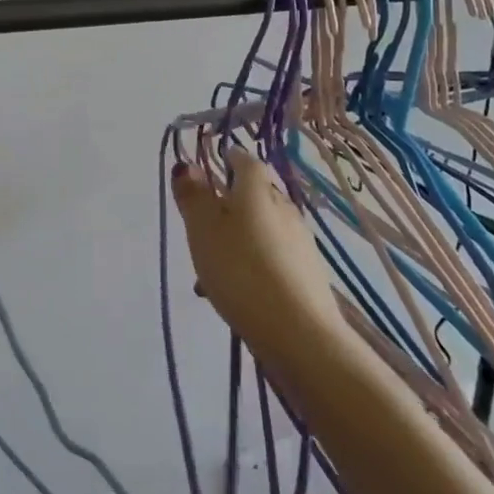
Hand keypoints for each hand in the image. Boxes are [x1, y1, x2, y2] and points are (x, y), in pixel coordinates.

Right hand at [171, 150, 337, 340]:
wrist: (299, 334)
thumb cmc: (241, 269)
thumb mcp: (203, 229)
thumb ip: (192, 195)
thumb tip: (186, 164)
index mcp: (258, 188)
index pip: (244, 159)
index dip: (225, 160)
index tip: (206, 172)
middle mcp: (284, 207)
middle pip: (252, 196)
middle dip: (226, 206)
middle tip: (199, 228)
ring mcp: (300, 242)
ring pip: (259, 230)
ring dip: (235, 240)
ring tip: (208, 273)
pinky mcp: (307, 274)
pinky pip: (270, 257)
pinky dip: (251, 264)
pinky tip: (235, 293)